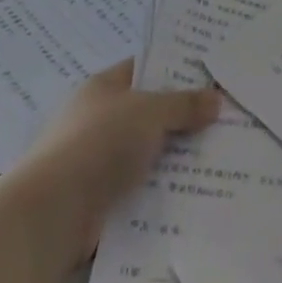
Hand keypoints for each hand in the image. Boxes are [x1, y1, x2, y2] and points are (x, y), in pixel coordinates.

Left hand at [24, 61, 222, 255]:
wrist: (53, 214)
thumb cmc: (99, 144)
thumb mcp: (149, 112)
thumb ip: (184, 105)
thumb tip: (216, 99)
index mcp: (104, 87)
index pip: (145, 68)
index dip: (177, 68)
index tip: (213, 75)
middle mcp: (100, 119)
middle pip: (151, 112)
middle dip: (186, 117)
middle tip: (229, 117)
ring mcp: (100, 160)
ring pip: (150, 152)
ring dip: (179, 157)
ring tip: (224, 156)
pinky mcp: (104, 198)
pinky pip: (144, 187)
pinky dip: (166, 189)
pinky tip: (199, 190)